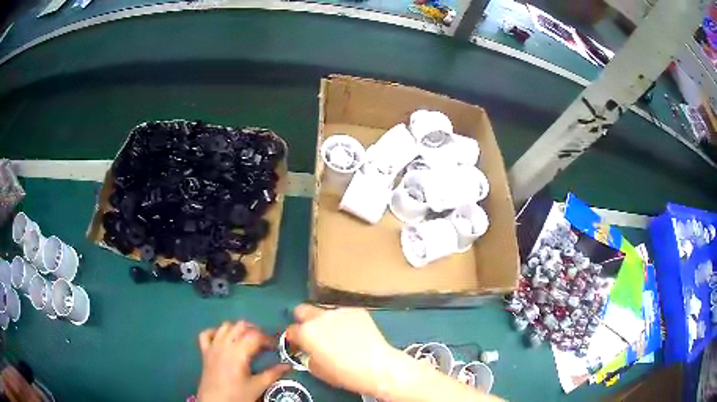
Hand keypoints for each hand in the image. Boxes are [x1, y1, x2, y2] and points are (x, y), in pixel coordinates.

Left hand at [197, 321, 290, 401]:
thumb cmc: (237, 395)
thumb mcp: (257, 387)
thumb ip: (273, 374)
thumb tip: (288, 365)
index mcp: (238, 352)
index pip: (255, 336)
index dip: (268, 338)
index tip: (276, 347)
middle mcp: (224, 344)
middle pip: (240, 326)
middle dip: (255, 330)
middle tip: (265, 342)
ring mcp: (212, 346)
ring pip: (225, 326)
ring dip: (238, 328)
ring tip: (247, 339)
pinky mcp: (204, 351)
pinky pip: (206, 334)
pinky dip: (215, 332)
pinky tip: (223, 338)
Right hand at [286, 305, 395, 396]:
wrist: (377, 367)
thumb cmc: (344, 374)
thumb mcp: (317, 370)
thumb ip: (307, 356)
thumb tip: (309, 351)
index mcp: (306, 332)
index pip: (291, 330)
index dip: (293, 338)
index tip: (298, 344)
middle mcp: (319, 317)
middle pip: (302, 310)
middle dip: (303, 320)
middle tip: (312, 333)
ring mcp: (339, 311)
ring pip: (324, 311)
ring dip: (324, 320)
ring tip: (336, 333)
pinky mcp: (357, 311)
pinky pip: (344, 313)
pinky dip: (344, 321)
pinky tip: (353, 332)